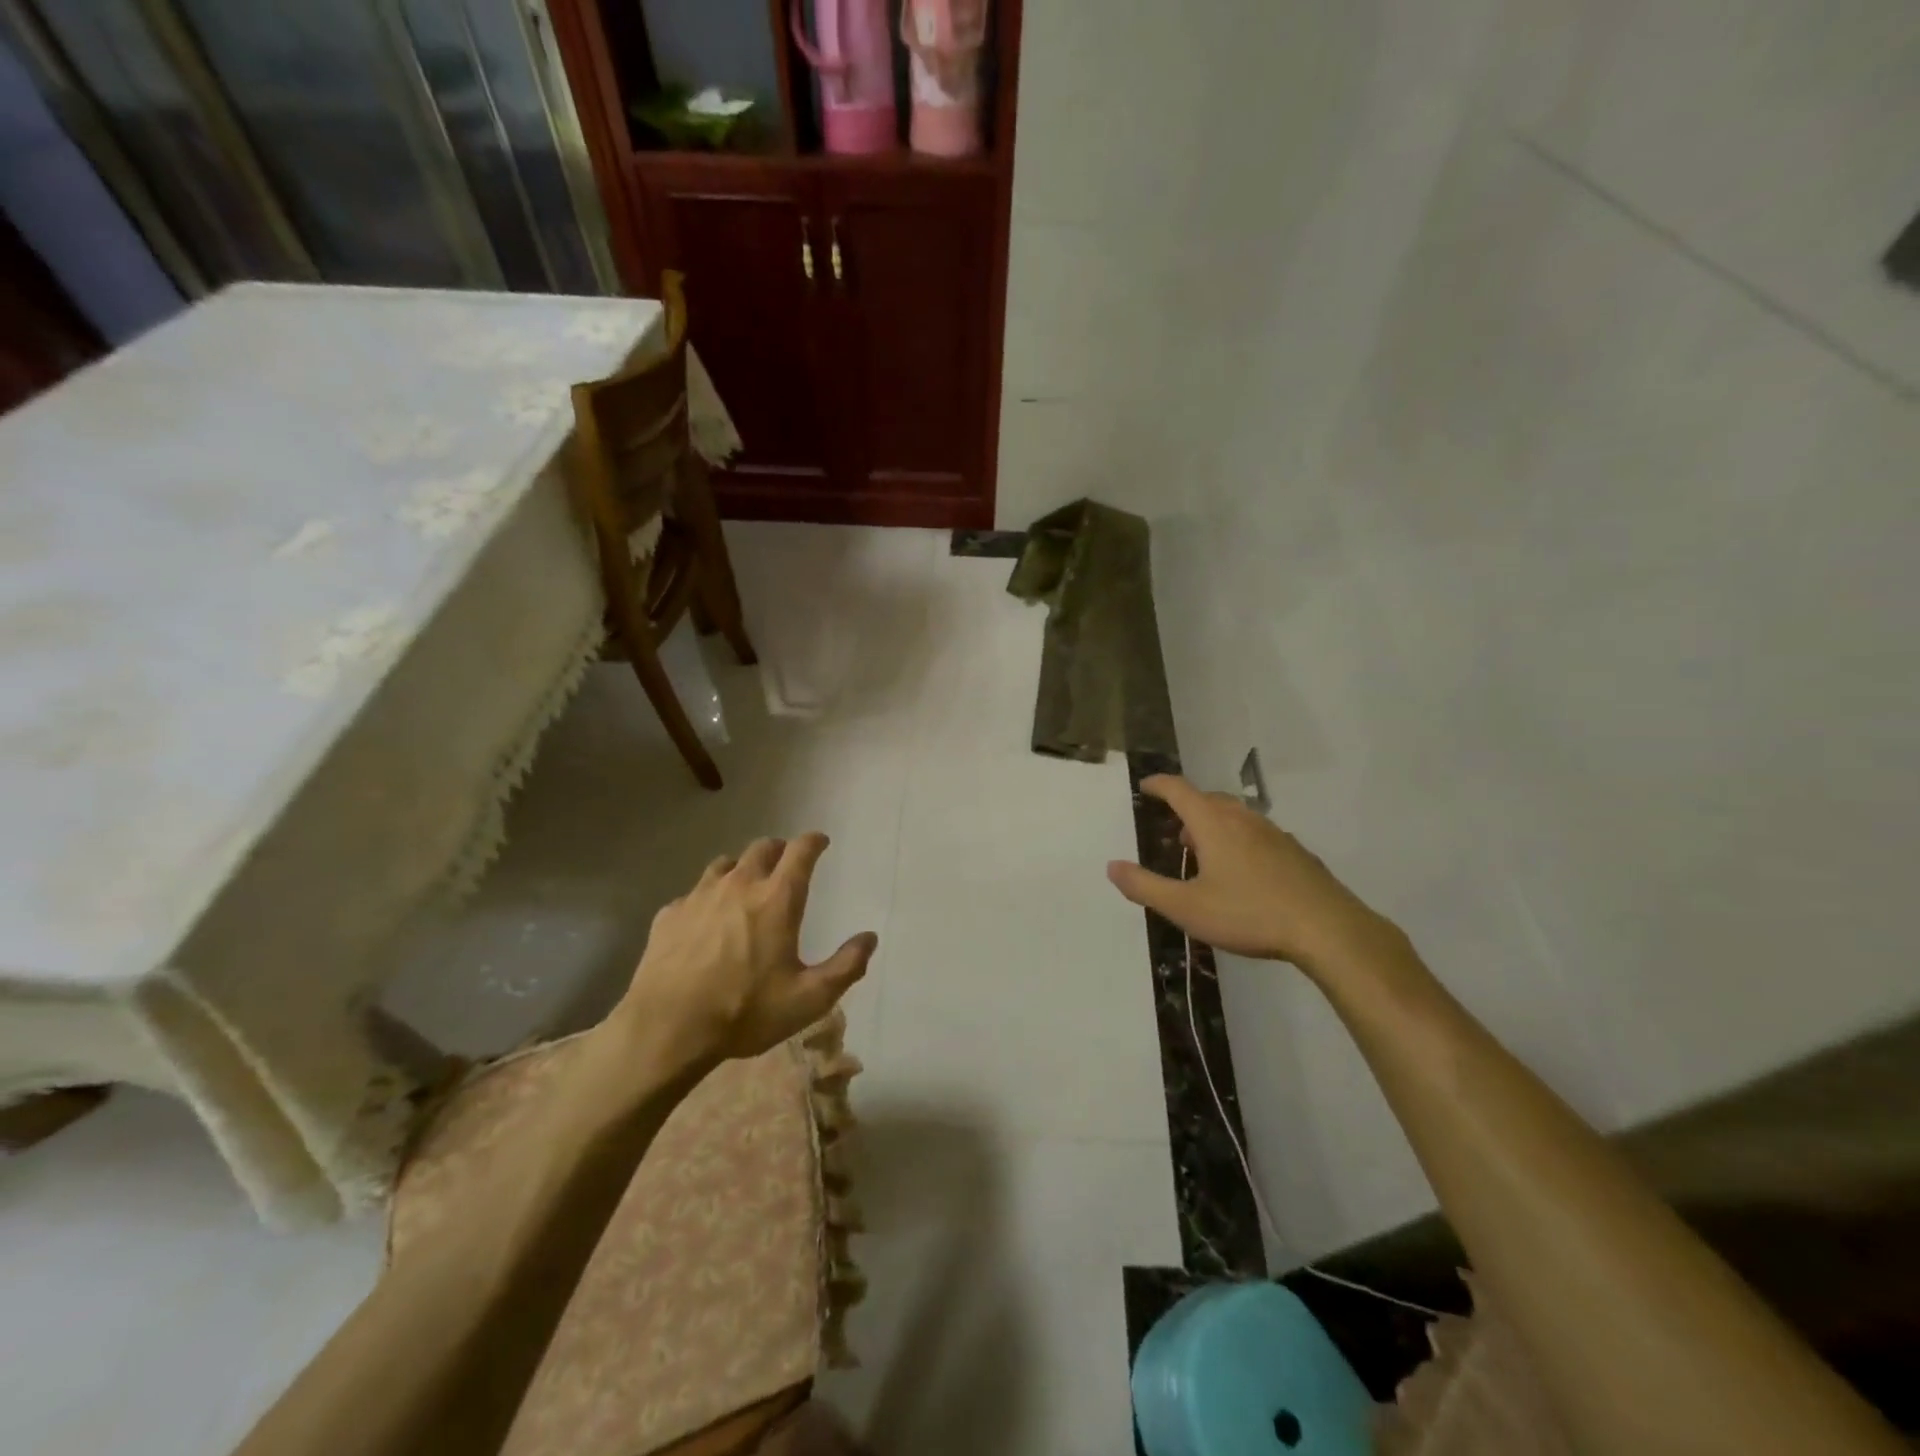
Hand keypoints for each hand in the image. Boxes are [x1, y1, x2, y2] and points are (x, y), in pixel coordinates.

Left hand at [613, 833, 876, 1066]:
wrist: (667, 1029)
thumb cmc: (745, 1011)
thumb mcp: (809, 999)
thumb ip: (846, 966)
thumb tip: (869, 938)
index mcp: (777, 898)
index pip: (800, 851)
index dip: (813, 841)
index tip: (820, 842)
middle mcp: (739, 885)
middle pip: (762, 848)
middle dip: (779, 850)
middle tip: (786, 863)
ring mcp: (699, 896)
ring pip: (725, 865)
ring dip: (741, 868)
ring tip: (746, 885)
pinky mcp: (669, 914)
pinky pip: (693, 893)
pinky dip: (707, 897)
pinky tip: (705, 919)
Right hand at [1106, 775, 1389, 972]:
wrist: (1327, 929)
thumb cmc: (1249, 914)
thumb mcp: (1186, 908)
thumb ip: (1145, 886)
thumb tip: (1112, 867)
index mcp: (1213, 824)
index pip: (1179, 790)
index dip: (1159, 784)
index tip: (1145, 786)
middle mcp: (1243, 819)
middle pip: (1208, 799)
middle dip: (1186, 807)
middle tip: (1173, 828)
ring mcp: (1274, 833)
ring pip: (1236, 815)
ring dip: (1214, 823)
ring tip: (1204, 850)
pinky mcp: (1295, 852)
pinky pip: (1257, 833)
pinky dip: (1240, 839)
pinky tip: (1243, 870)